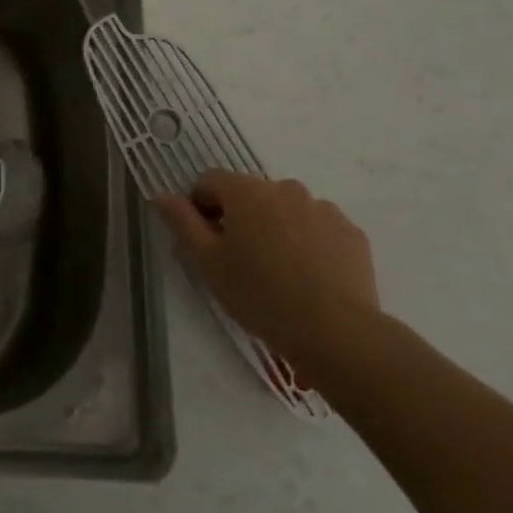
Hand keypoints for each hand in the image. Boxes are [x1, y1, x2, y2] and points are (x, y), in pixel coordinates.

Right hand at [154, 172, 378, 377]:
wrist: (335, 331)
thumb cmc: (259, 294)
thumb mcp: (206, 262)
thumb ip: (181, 222)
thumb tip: (161, 195)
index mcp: (245, 190)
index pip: (209, 181)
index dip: (200, 207)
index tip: (206, 241)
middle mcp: (284, 188)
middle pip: (250, 194)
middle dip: (240, 218)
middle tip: (240, 261)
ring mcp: (322, 208)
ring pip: (286, 210)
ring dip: (276, 228)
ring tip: (279, 272)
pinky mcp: (351, 232)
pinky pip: (319, 228)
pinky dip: (309, 243)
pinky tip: (309, 277)